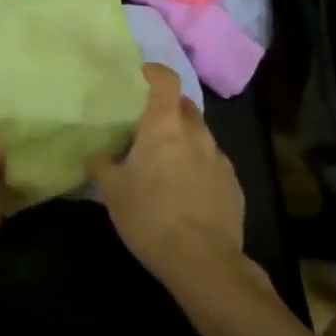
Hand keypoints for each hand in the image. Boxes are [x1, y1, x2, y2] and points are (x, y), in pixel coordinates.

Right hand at [92, 65, 245, 293]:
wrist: (204, 263)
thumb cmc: (150, 216)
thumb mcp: (112, 190)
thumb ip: (104, 163)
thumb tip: (101, 153)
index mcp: (164, 124)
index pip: (166, 79)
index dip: (155, 72)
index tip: (142, 75)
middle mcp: (195, 132)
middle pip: (184, 106)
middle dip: (169, 110)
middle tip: (150, 128)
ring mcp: (219, 158)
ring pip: (200, 136)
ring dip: (185, 141)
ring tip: (168, 165)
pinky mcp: (234, 186)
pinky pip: (213, 165)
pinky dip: (200, 168)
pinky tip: (188, 194)